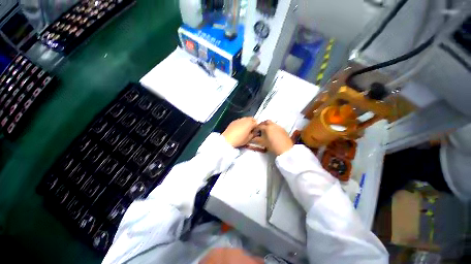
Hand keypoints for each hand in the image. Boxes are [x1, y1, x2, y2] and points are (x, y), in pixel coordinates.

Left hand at [222, 117, 257, 146]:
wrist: (227, 139)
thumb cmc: (239, 139)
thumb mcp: (249, 139)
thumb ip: (253, 134)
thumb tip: (255, 133)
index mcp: (250, 123)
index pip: (257, 122)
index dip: (257, 127)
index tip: (256, 131)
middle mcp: (245, 119)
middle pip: (251, 119)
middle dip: (252, 123)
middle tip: (251, 130)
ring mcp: (238, 120)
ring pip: (245, 119)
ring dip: (247, 122)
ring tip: (245, 130)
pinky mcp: (233, 121)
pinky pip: (240, 121)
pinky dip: (241, 123)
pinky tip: (239, 129)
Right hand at [252, 120, 293, 155]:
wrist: (286, 150)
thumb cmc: (273, 146)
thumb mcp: (264, 143)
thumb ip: (257, 140)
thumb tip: (253, 138)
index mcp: (268, 127)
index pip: (260, 126)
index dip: (256, 128)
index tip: (254, 132)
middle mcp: (273, 125)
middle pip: (266, 121)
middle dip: (262, 124)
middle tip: (260, 129)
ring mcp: (279, 127)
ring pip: (272, 123)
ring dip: (268, 126)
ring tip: (266, 131)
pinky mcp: (283, 130)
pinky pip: (277, 126)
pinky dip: (273, 128)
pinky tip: (273, 133)